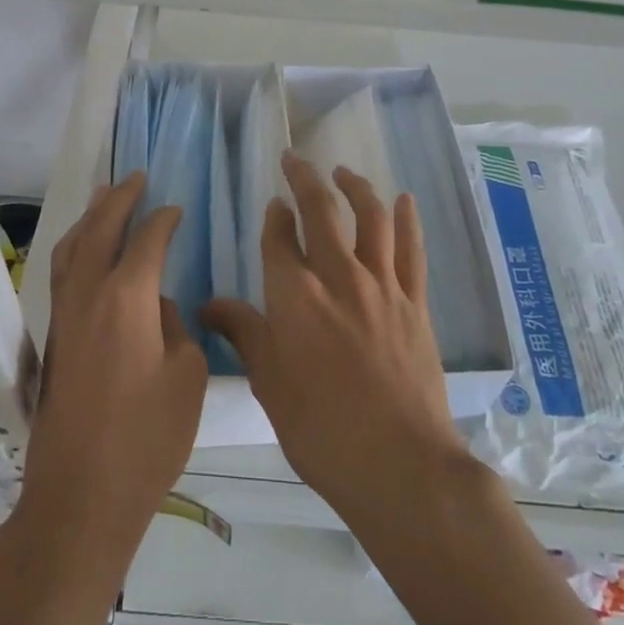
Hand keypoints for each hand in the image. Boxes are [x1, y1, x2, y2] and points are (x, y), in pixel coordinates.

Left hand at [22, 173, 207, 550]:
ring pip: (71, 249)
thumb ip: (176, 327)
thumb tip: (156, 306)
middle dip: (119, 200)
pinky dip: (75, 248)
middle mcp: (88, 295)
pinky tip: (85, 252)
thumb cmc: (147, 439)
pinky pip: (62, 273)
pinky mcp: (52, 339)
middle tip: (136, 177)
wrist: (81, 497)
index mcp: (126, 298)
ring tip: (104, 197)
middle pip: (100, 230)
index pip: (147, 240)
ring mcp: (63, 317)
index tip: (177, 209)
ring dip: (90, 219)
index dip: (164, 220)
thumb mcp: (186, 378)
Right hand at [203, 154, 469, 526]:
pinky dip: (407, 220)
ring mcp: (382, 287)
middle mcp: (338, 277)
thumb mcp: (269, 384)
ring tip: (343, 173)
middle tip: (296, 159)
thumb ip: (243, 334)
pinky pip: (412, 250)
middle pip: (322, 212)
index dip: (275, 217)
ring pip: (370, 218)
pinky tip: (403, 200)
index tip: (273, 205)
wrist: (399, 464)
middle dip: (305, 179)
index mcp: (295, 297)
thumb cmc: (321, 430)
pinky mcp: (415, 303)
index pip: (280, 239)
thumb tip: (208, 305)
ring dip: (355, 188)